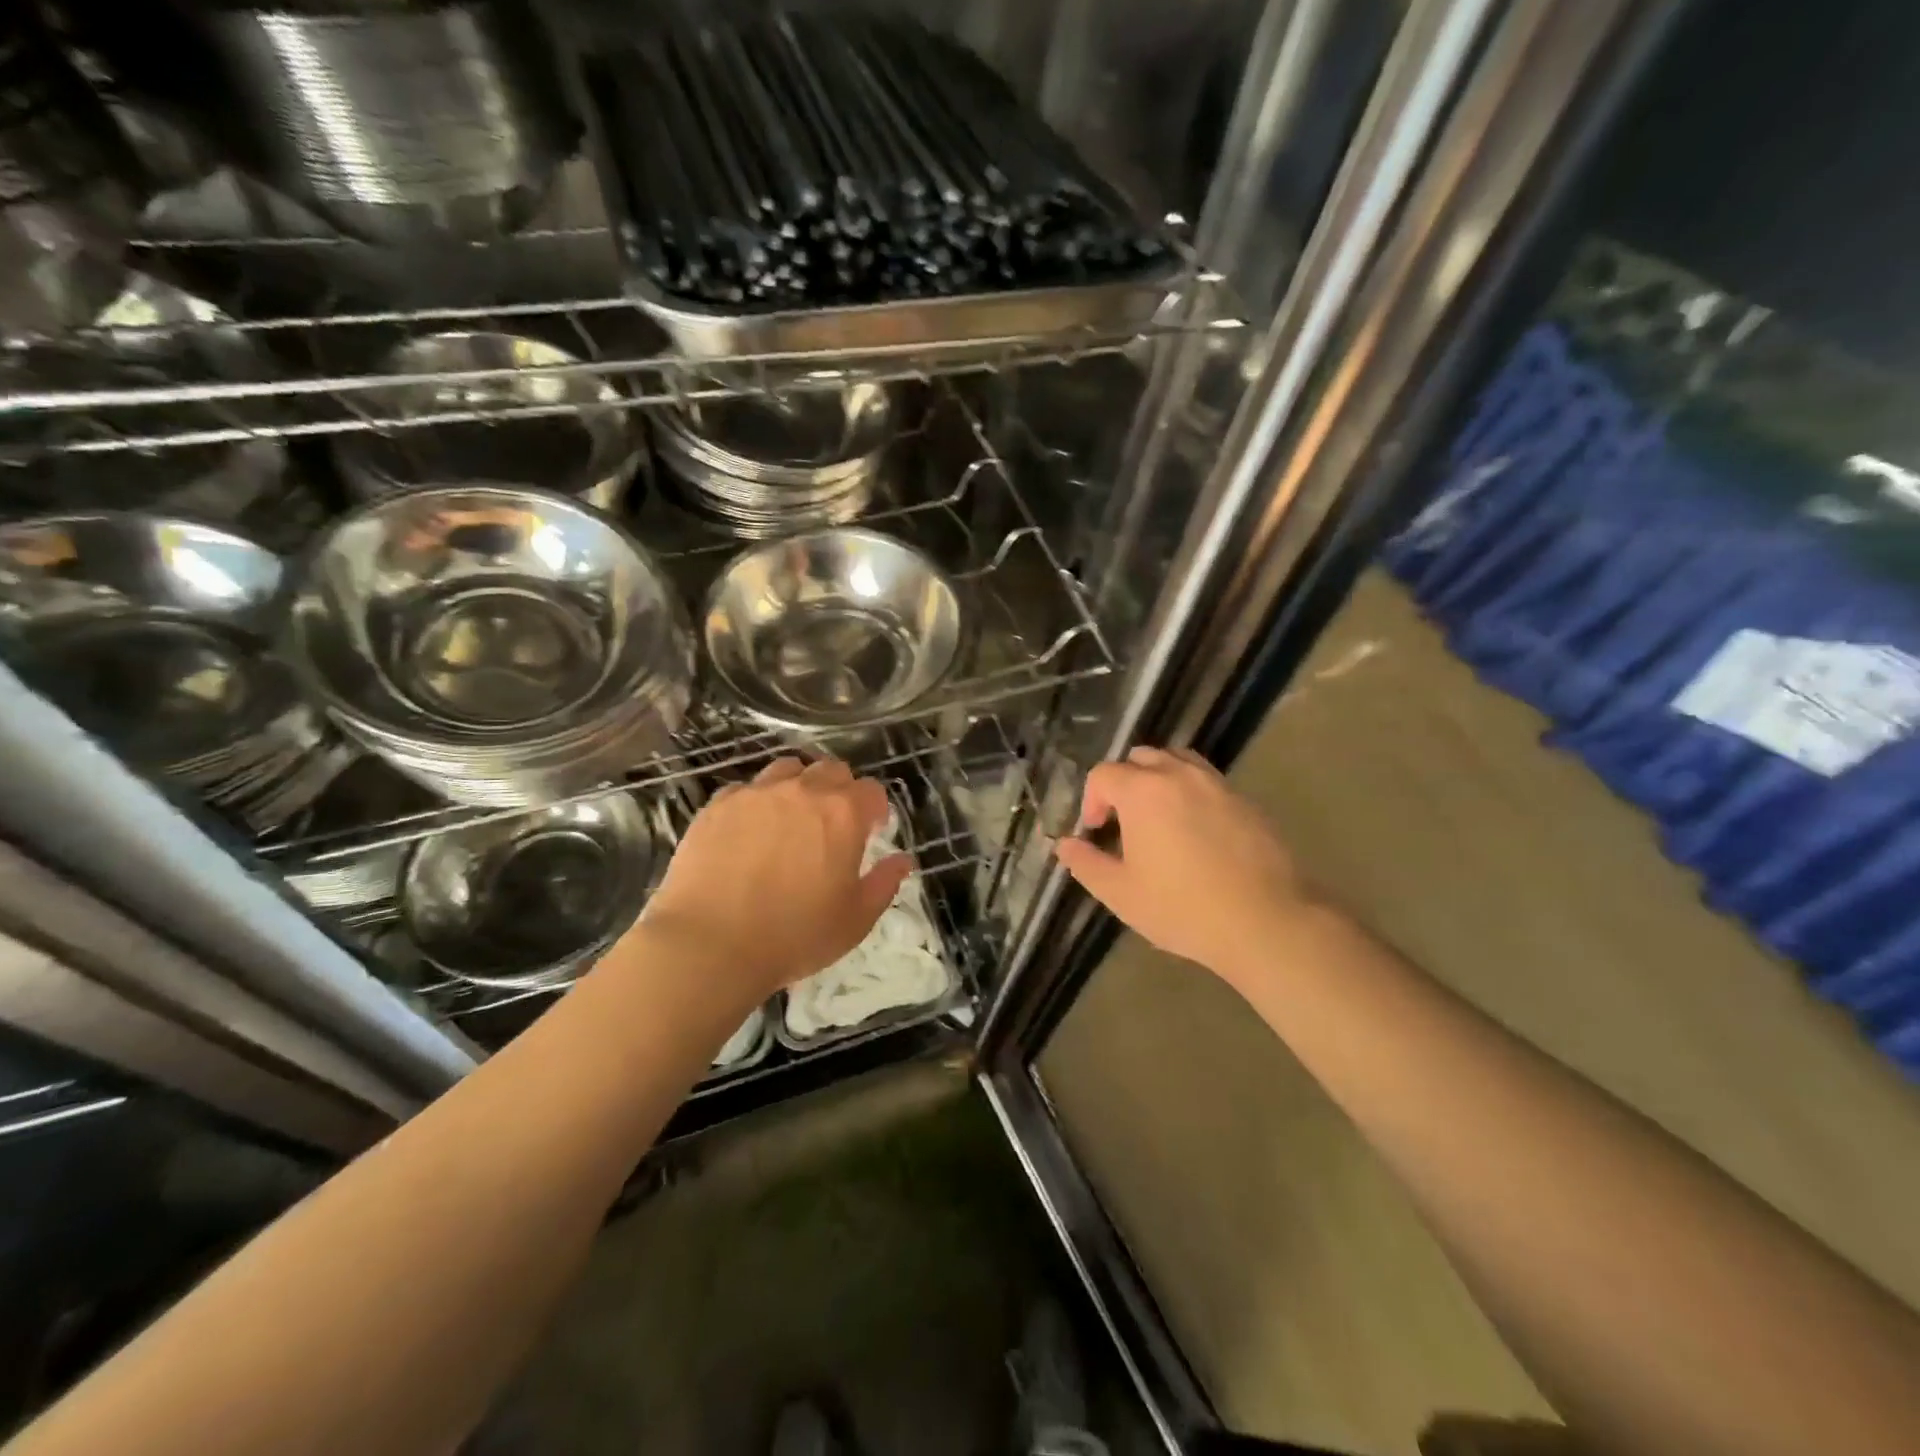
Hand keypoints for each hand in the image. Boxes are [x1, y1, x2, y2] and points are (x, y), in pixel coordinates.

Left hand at [640, 757, 908, 997]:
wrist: (709, 945)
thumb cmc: (794, 936)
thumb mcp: (854, 920)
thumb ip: (884, 884)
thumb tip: (902, 860)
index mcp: (843, 814)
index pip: (871, 790)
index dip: (875, 808)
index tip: (872, 829)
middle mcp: (802, 791)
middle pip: (831, 770)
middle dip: (840, 790)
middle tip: (834, 823)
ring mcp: (756, 794)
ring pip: (787, 770)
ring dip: (798, 786)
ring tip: (791, 818)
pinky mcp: (717, 805)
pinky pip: (746, 789)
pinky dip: (757, 801)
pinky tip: (750, 830)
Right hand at [1054, 746, 1311, 983]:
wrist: (1266, 921)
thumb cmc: (1182, 907)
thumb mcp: (1121, 893)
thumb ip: (1085, 864)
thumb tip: (1064, 845)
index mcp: (1142, 791)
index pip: (1103, 774)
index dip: (1092, 800)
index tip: (1096, 832)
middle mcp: (1179, 774)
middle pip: (1140, 758)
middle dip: (1123, 783)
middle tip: (1124, 823)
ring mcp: (1217, 784)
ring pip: (1178, 761)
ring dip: (1159, 780)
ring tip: (1158, 818)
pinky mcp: (1245, 800)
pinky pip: (1207, 781)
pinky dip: (1191, 793)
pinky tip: (1195, 832)